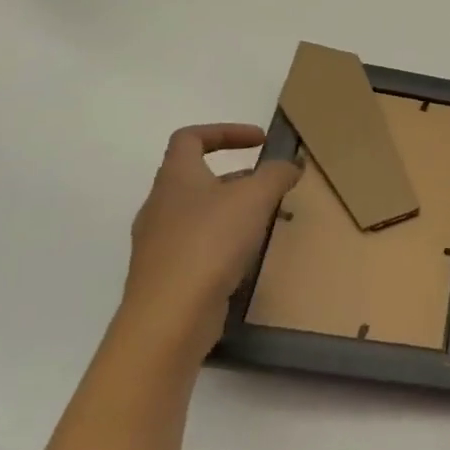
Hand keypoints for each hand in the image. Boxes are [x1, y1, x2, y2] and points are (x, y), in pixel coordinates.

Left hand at [125, 124, 302, 356]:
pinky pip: (197, 246)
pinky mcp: (165, 275)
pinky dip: (223, 242)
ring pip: (199, 214)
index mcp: (175, 178)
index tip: (260, 141)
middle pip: (197, 177)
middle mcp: (160, 205)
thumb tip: (290, 165)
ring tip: (265, 223)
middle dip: (237, 177)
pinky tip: (246, 257)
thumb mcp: (255, 198)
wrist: (169, 317)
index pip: (190, 138)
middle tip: (270, 187)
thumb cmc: (210, 243)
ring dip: (232, 211)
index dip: (225, 132)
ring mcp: (158, 243)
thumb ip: (276, 175)